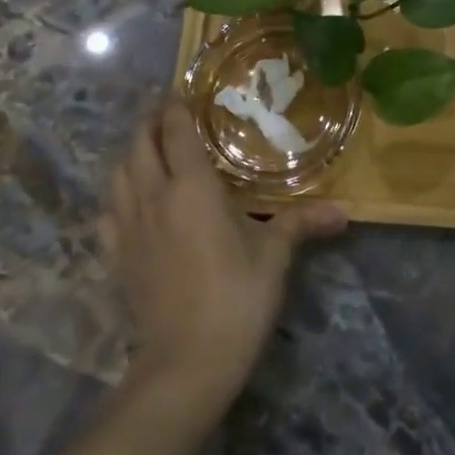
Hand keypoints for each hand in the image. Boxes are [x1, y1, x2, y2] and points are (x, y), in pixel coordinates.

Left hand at [112, 102, 345, 408]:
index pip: (175, 130)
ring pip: (118, 174)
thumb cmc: (237, 296)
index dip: (175, 106)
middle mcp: (154, 196)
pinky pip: (108, 213)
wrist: (187, 363)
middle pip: (139, 144)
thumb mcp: (275, 254)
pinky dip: (117, 195)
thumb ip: (303, 222)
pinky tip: (131, 200)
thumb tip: (346, 212)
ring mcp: (129, 228)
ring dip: (132, 153)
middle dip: (151, 122)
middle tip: (169, 114)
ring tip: (150, 149)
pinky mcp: (117, 257)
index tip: (183, 92)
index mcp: (191, 187)